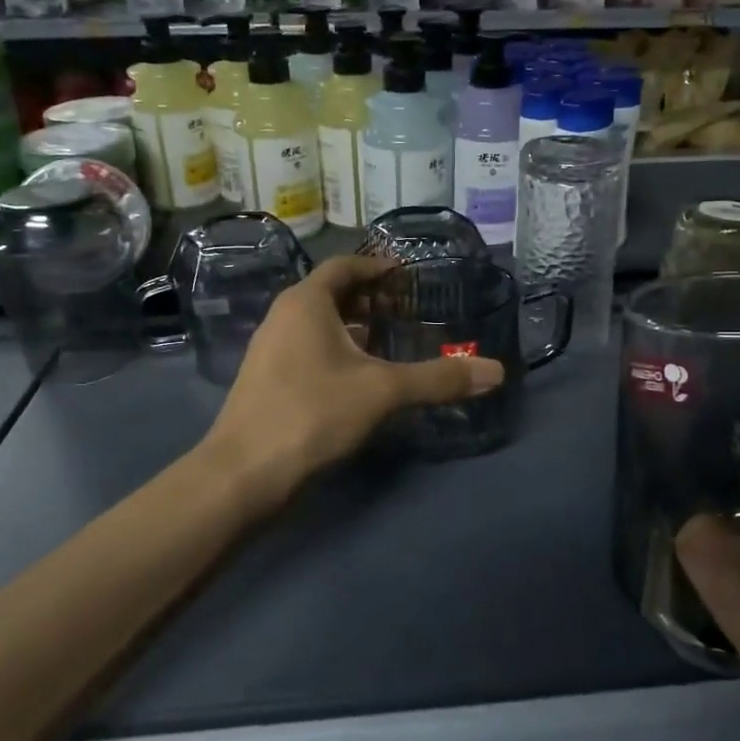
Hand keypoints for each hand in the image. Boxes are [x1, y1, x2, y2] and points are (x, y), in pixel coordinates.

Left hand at [203, 255, 504, 498]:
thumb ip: (438, 379)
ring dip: (352, 326)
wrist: (242, 474)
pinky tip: (359, 377)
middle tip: (405, 309)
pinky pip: (308, 348)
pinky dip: (337, 350)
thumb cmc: (312, 414)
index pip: (344, 266)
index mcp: (305, 303)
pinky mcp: (268, 380)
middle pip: (330, 293)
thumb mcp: (382, 392)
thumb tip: (496, 372)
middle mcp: (283, 317)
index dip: (377, 266)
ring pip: (318, 324)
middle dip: (368, 298)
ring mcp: (270, 349)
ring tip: (388, 341)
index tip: (406, 274)